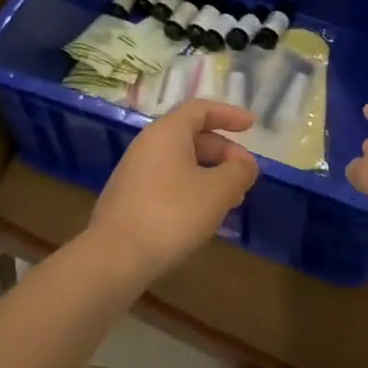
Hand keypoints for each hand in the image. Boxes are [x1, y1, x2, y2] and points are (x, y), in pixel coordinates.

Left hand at [88, 101, 258, 280]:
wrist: (114, 258)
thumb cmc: (171, 214)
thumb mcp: (217, 191)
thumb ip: (238, 172)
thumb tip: (246, 164)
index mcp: (167, 132)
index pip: (201, 109)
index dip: (229, 114)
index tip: (253, 126)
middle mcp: (148, 144)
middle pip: (192, 136)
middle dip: (224, 152)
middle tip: (246, 175)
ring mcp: (135, 172)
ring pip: (181, 162)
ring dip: (210, 174)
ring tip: (232, 200)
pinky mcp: (129, 199)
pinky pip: (168, 182)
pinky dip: (192, 189)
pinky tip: (205, 216)